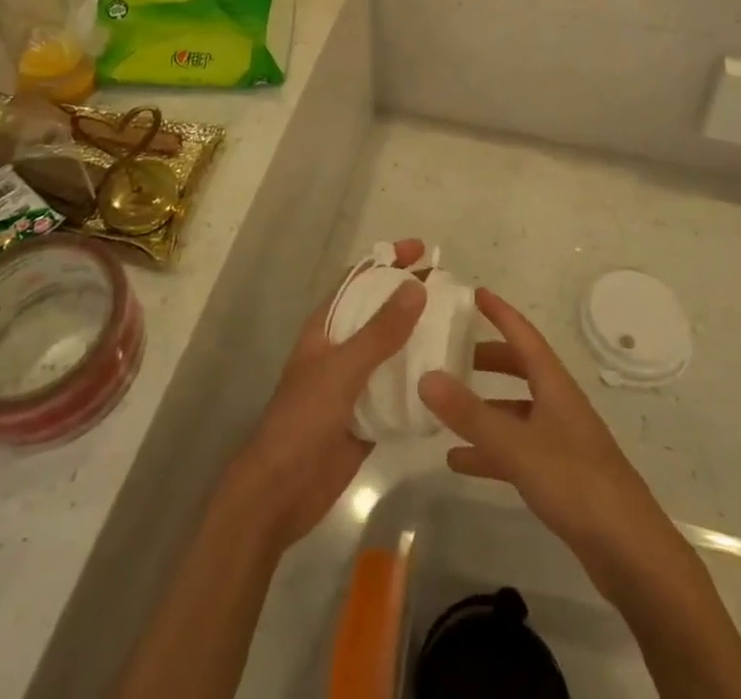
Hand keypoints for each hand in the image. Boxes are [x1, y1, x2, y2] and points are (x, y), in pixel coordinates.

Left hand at [228, 240, 427, 552]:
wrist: (281, 491)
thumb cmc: (303, 418)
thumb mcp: (343, 368)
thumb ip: (380, 331)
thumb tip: (416, 287)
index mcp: (327, 327)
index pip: (359, 280)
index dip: (387, 260)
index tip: (422, 249)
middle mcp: (342, 348)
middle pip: (380, 313)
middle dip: (411, 299)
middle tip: (452, 292)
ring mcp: (355, 383)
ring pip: (393, 352)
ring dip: (420, 340)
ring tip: (459, 331)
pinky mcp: (369, 417)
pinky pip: (399, 391)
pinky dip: (420, 383)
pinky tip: (450, 381)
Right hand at [419, 288, 677, 585]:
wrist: (631, 554)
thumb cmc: (576, 483)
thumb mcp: (517, 446)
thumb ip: (470, 414)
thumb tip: (426, 376)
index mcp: (555, 386)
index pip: (524, 336)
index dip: (500, 313)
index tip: (474, 293)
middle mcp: (558, 406)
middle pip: (520, 369)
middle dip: (488, 358)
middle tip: (452, 352)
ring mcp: (561, 442)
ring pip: (515, 412)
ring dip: (484, 408)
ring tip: (445, 409)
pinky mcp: (560, 477)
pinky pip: (517, 450)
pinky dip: (489, 451)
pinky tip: (460, 462)